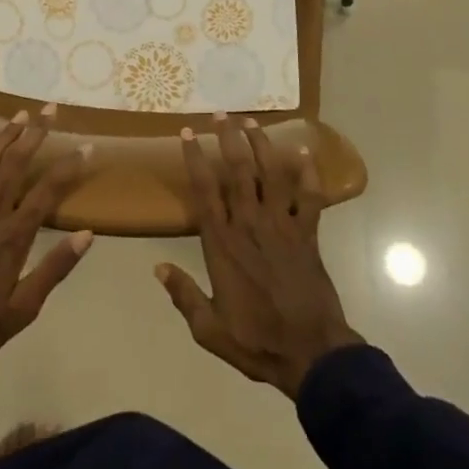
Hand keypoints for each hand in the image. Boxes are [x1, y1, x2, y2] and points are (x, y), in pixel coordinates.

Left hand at [0, 105, 92, 367]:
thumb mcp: (22, 310)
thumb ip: (54, 269)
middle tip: (50, 109)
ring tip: (20, 114)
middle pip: (15, 164)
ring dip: (4, 136)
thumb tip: (87, 235)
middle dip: (35, 134)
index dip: (68, 167)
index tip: (86, 146)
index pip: (47, 191)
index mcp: (13, 237)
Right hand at [156, 115, 362, 399]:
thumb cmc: (256, 340)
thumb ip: (183, 295)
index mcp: (222, 243)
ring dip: (261, 144)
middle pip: (238, 171)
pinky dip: (308, 173)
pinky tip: (304, 152)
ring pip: (271, 174)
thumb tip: (157, 267)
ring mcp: (281, 225)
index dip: (195, 158)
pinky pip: (309, 197)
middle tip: (221, 114)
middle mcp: (250, 224)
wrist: (311, 353)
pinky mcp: (307, 233)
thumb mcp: (209, 329)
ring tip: (251, 122)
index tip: (187, 133)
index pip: (205, 190)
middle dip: (228, 138)